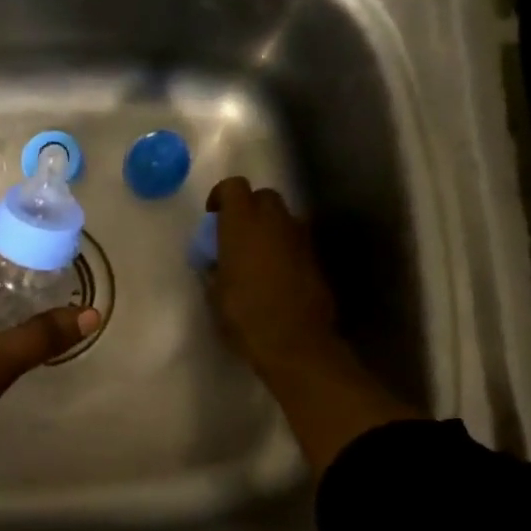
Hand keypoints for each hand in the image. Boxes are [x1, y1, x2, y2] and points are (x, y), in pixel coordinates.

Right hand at [205, 177, 417, 472]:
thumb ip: (215, 267)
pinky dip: (285, 248)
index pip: (234, 186)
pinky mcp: (316, 259)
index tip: (214, 216)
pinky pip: (296, 242)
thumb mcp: (214, 292)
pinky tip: (276, 274)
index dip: (221, 196)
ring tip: (257, 256)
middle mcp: (275, 222)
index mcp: (243, 224)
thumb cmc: (244, 316)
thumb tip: (217, 261)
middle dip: (249, 208)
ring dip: (270, 228)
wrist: (295, 344)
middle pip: (264, 197)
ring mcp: (301, 239)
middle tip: (235, 234)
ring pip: (284, 218)